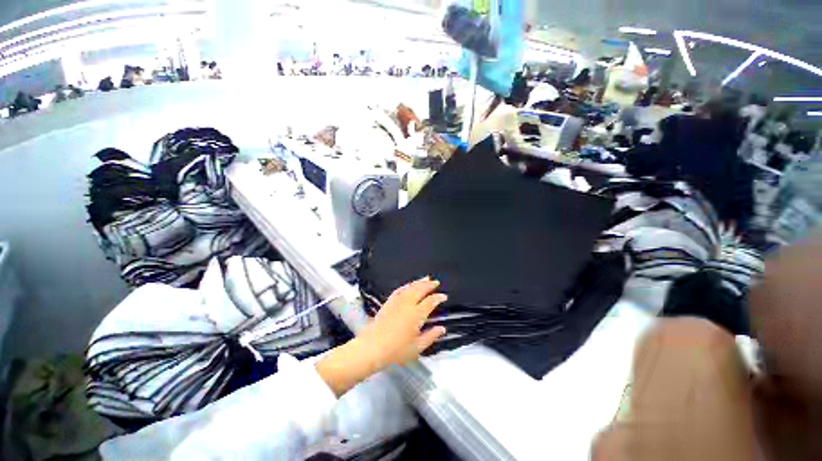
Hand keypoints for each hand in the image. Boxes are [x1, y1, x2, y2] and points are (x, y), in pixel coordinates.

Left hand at [316, 277, 447, 396]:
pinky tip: (409, 285)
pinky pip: (399, 290)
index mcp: (416, 315)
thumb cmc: (396, 350)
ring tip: (426, 278)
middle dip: (429, 285)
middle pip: (420, 289)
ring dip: (419, 282)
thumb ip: (431, 336)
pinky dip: (406, 285)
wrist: (372, 348)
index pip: (430, 302)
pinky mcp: (388, 303)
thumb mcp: (417, 348)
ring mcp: (397, 302)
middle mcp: (407, 304)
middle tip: (436, 282)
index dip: (438, 297)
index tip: (444, 296)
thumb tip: (442, 329)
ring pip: (410, 287)